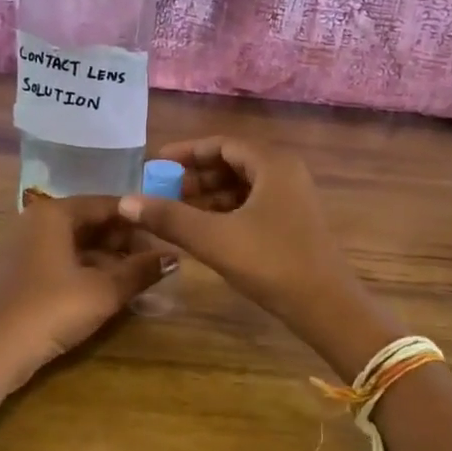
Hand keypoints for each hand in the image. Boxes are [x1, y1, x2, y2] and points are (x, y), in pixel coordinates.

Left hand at [0, 195, 167, 385]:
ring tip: (135, 278)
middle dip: (124, 241)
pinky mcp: (15, 274)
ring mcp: (21, 248)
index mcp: (54, 213)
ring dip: (106, 258)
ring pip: (74, 244)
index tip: (167, 236)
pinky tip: (104, 291)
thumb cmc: (49, 310)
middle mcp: (34, 222)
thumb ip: (140, 271)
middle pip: (89, 222)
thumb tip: (175, 257)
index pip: (107, 204)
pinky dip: (84, 270)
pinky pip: (58, 261)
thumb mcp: (103, 292)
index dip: (140, 219)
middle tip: (154, 261)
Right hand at [119, 137, 364, 334]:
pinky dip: (225, 212)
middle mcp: (285, 173)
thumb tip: (125, 201)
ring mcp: (292, 199)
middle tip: (160, 192)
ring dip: (208, 196)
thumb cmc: (271, 263)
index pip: (222, 144)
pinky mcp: (293, 223)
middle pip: (232, 164)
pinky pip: (252, 205)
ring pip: (242, 187)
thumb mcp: (214, 238)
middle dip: (194, 177)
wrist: (326, 307)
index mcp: (272, 164)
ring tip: (175, 213)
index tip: (155, 163)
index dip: (186, 152)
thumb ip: (169, 217)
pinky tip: (202, 230)